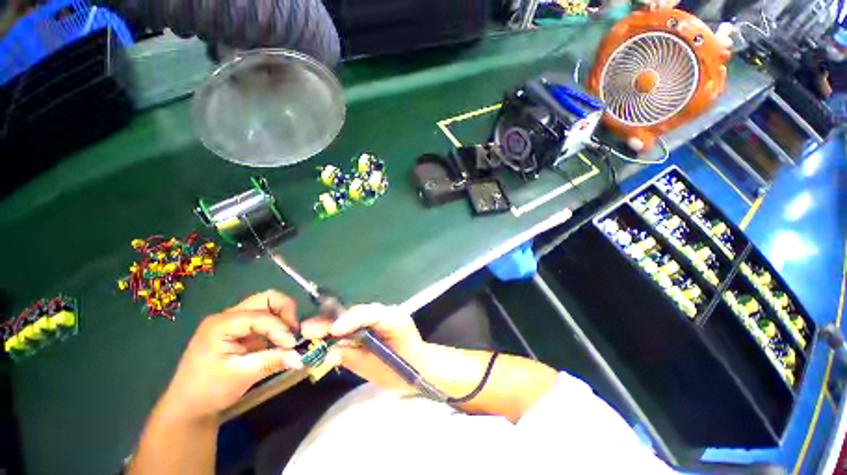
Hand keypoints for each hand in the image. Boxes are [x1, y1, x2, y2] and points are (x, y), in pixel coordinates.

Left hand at [159, 290, 303, 421]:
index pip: (261, 316)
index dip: (280, 328)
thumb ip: (273, 361)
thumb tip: (301, 356)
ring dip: (283, 317)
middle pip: (266, 298)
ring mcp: (234, 321)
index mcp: (221, 324)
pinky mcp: (241, 330)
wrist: (188, 406)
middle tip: (294, 331)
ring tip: (289, 336)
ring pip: (268, 305)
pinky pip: (266, 318)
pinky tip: (281, 340)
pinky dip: (278, 325)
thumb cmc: (209, 390)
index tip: (293, 345)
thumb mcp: (241, 376)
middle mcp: (228, 315)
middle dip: (286, 311)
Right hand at [300, 304, 425, 391]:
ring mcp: (380, 316)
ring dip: (331, 324)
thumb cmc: (403, 370)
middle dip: (333, 321)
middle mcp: (386, 313)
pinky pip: (353, 323)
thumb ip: (355, 358)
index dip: (351, 320)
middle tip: (309, 329)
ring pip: (353, 316)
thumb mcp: (380, 368)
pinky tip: (322, 336)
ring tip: (309, 331)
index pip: (371, 314)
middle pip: (358, 312)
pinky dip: (337, 330)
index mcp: (395, 320)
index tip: (332, 331)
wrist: (418, 368)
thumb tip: (328, 354)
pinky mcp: (373, 323)